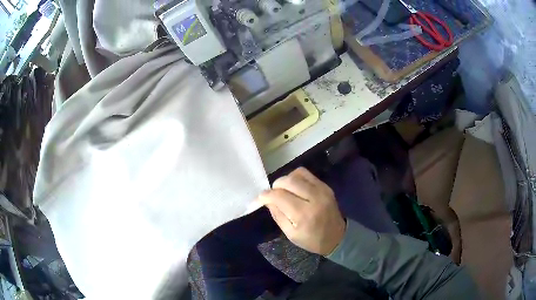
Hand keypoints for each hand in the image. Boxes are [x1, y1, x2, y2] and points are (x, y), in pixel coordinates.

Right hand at [257, 167, 345, 254]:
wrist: (338, 237)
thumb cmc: (312, 240)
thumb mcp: (291, 234)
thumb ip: (278, 215)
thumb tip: (267, 200)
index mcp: (304, 215)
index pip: (279, 196)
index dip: (266, 195)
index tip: (260, 198)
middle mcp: (314, 198)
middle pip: (288, 181)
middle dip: (275, 186)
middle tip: (272, 195)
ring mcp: (322, 190)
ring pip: (297, 174)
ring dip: (285, 180)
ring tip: (283, 191)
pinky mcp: (326, 186)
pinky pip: (306, 174)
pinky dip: (296, 177)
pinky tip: (294, 187)